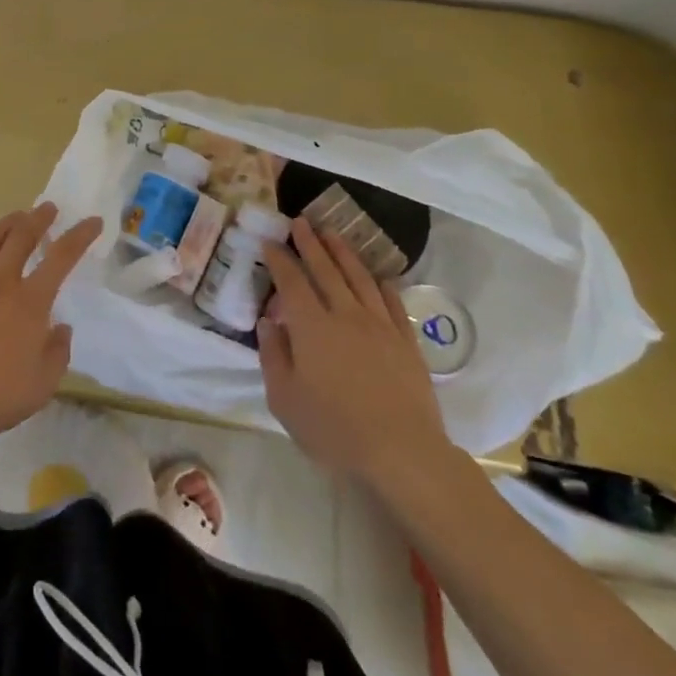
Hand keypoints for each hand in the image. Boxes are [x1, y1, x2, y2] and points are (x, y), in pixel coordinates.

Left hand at [0, 202, 103, 436]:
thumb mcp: (42, 385)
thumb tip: (60, 327)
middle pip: (22, 237)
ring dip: (6, 224)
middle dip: (39, 219)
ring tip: (15, 217)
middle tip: (47, 208)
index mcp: (30, 301)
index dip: (80, 236)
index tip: (92, 221)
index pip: (62, 257)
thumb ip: (57, 352)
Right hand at [258, 218, 456, 493]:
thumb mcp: (284, 399)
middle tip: (300, 221)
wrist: (403, 454)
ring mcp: (379, 325)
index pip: (291, 281)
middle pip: (325, 269)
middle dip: (310, 243)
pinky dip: (381, 284)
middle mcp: (344, 314)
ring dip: (343, 252)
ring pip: (358, 278)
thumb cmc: (334, 429)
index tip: (270, 241)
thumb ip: (273, 355)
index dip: (279, 259)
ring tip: (332, 233)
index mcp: (310, 326)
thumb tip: (269, 322)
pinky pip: (392, 302)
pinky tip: (377, 276)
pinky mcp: (406, 342)